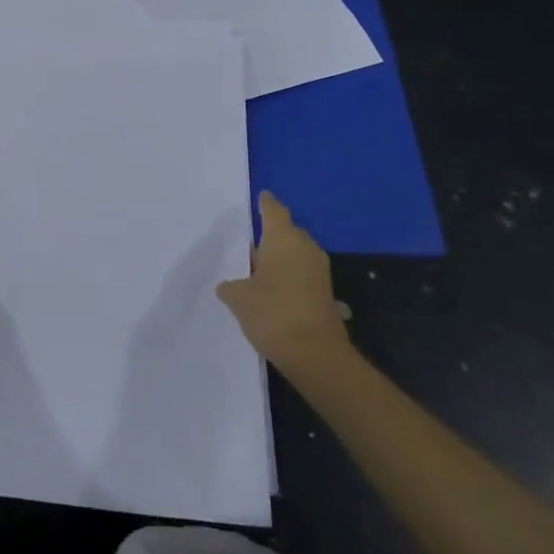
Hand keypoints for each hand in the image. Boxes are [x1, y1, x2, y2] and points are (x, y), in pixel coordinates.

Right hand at [216, 192, 350, 375]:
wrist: (315, 355)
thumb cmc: (272, 312)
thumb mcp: (238, 297)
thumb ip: (230, 286)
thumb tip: (229, 285)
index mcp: (284, 239)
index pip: (273, 211)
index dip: (265, 203)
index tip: (260, 197)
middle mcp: (306, 249)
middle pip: (286, 233)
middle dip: (270, 236)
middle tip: (247, 242)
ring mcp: (319, 273)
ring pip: (295, 256)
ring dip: (279, 260)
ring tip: (255, 269)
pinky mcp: (325, 295)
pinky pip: (302, 277)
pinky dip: (289, 281)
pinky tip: (273, 294)